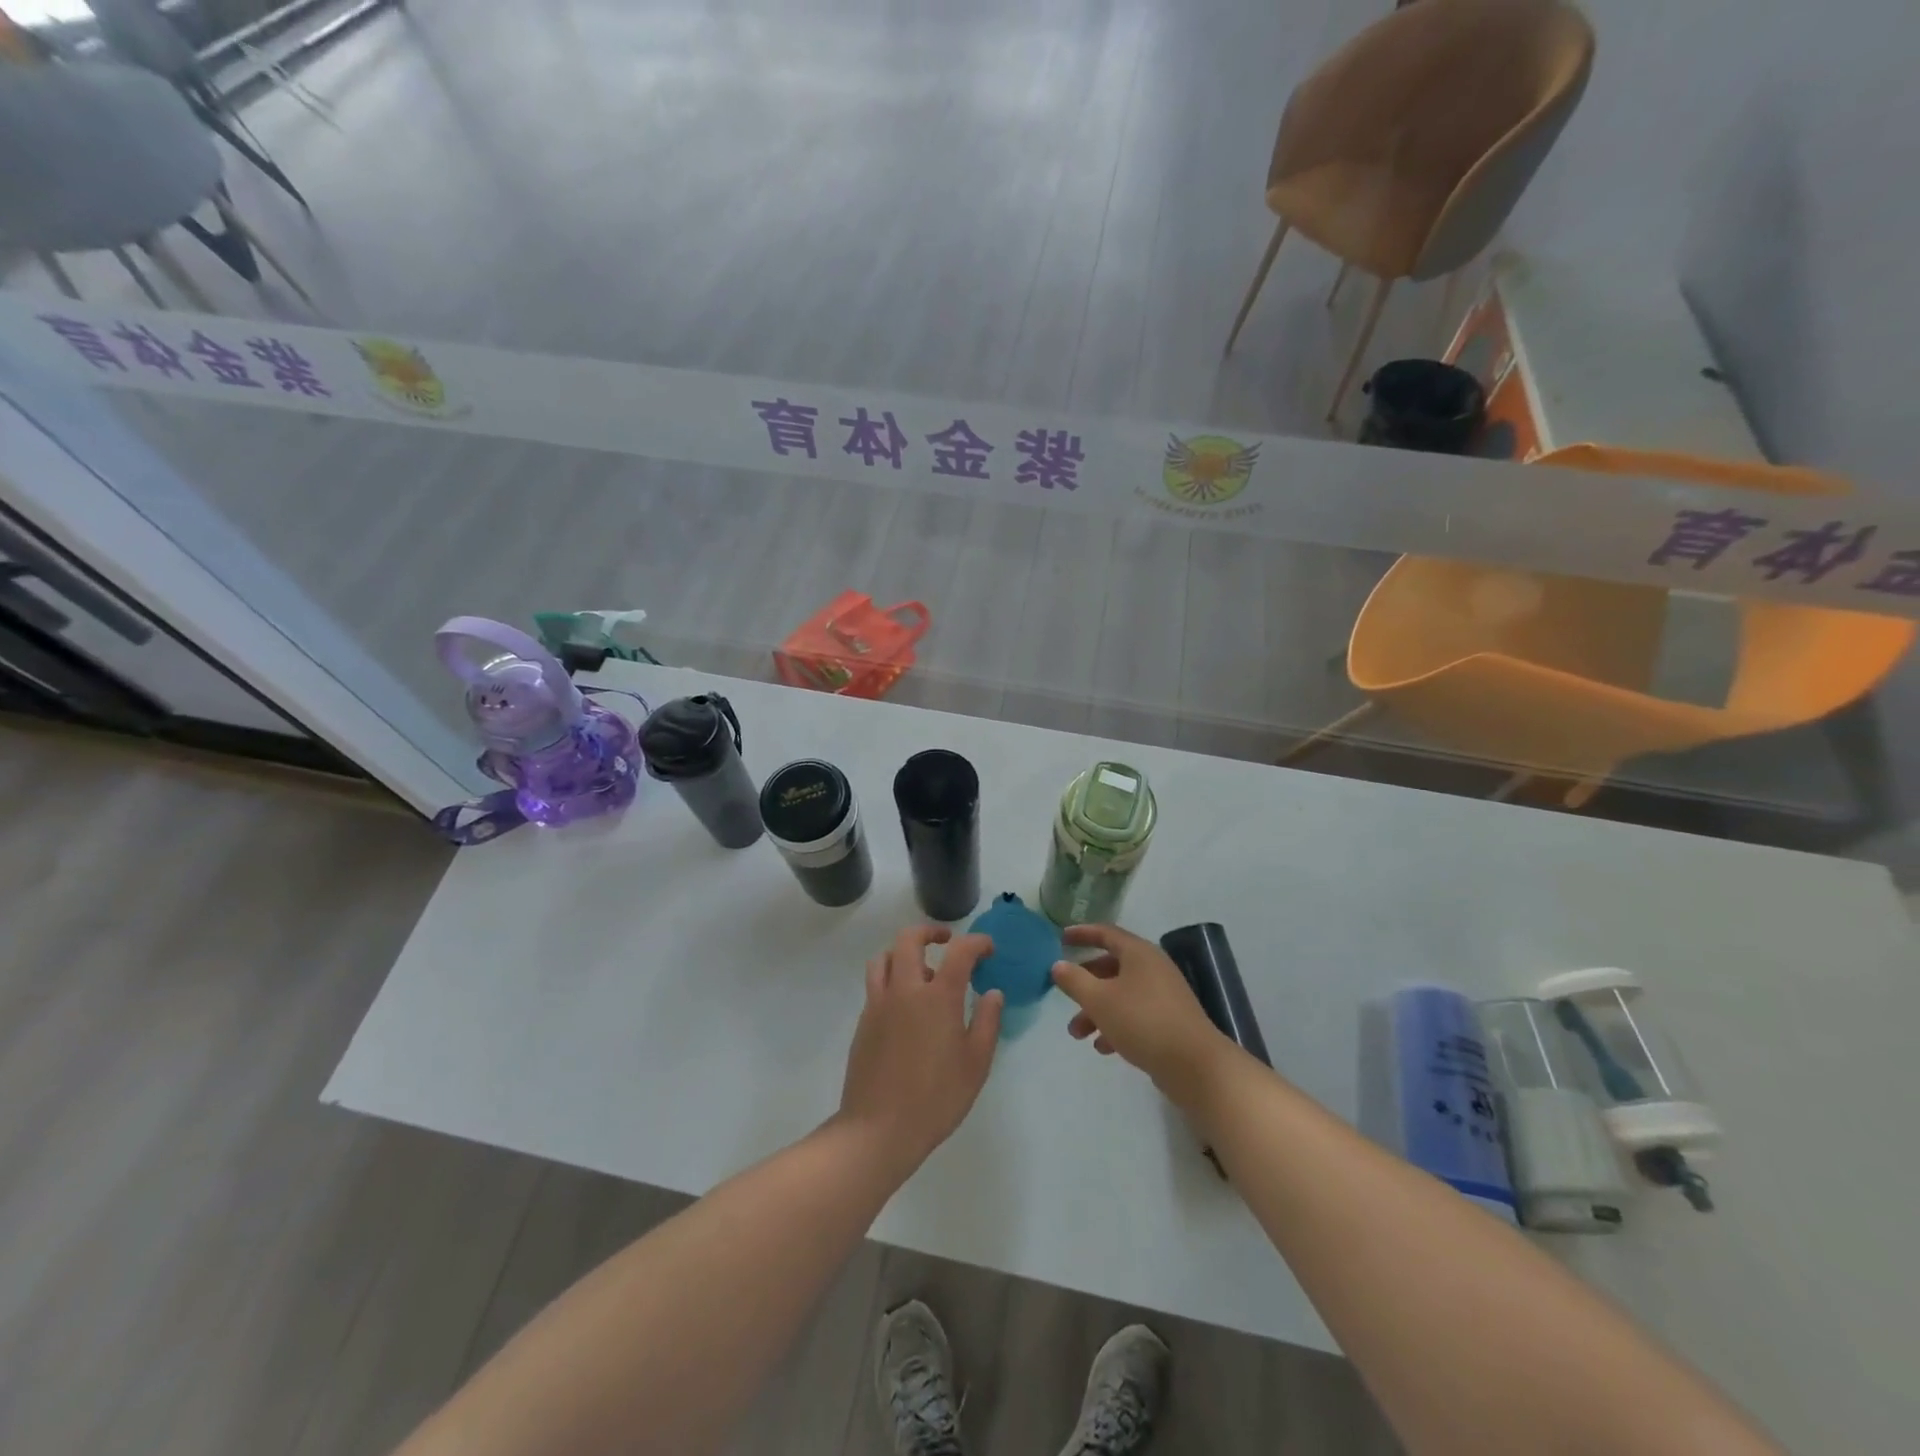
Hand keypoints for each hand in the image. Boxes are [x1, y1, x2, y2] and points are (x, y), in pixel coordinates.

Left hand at [837, 925, 1002, 1174]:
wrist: (878, 1129)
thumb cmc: (936, 1098)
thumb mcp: (976, 1064)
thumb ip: (987, 1022)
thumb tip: (993, 992)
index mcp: (937, 997)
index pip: (959, 951)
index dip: (976, 942)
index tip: (987, 948)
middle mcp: (905, 989)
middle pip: (909, 939)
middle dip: (930, 932)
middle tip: (947, 941)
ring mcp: (879, 1003)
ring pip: (885, 957)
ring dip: (904, 952)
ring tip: (922, 971)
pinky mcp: (864, 1021)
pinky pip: (876, 983)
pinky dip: (892, 978)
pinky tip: (906, 1005)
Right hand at [1051, 923, 1231, 1104]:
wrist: (1195, 1065)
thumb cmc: (1143, 1022)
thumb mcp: (1099, 1000)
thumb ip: (1075, 981)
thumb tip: (1058, 965)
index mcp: (1139, 953)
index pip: (1105, 933)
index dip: (1081, 934)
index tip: (1060, 939)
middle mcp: (1153, 968)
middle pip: (1111, 966)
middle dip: (1085, 984)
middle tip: (1064, 996)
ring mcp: (1164, 995)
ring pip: (1121, 994)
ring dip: (1096, 1010)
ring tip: (1078, 1034)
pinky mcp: (1169, 1021)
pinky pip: (1135, 1015)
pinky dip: (1116, 1025)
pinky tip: (1103, 1048)